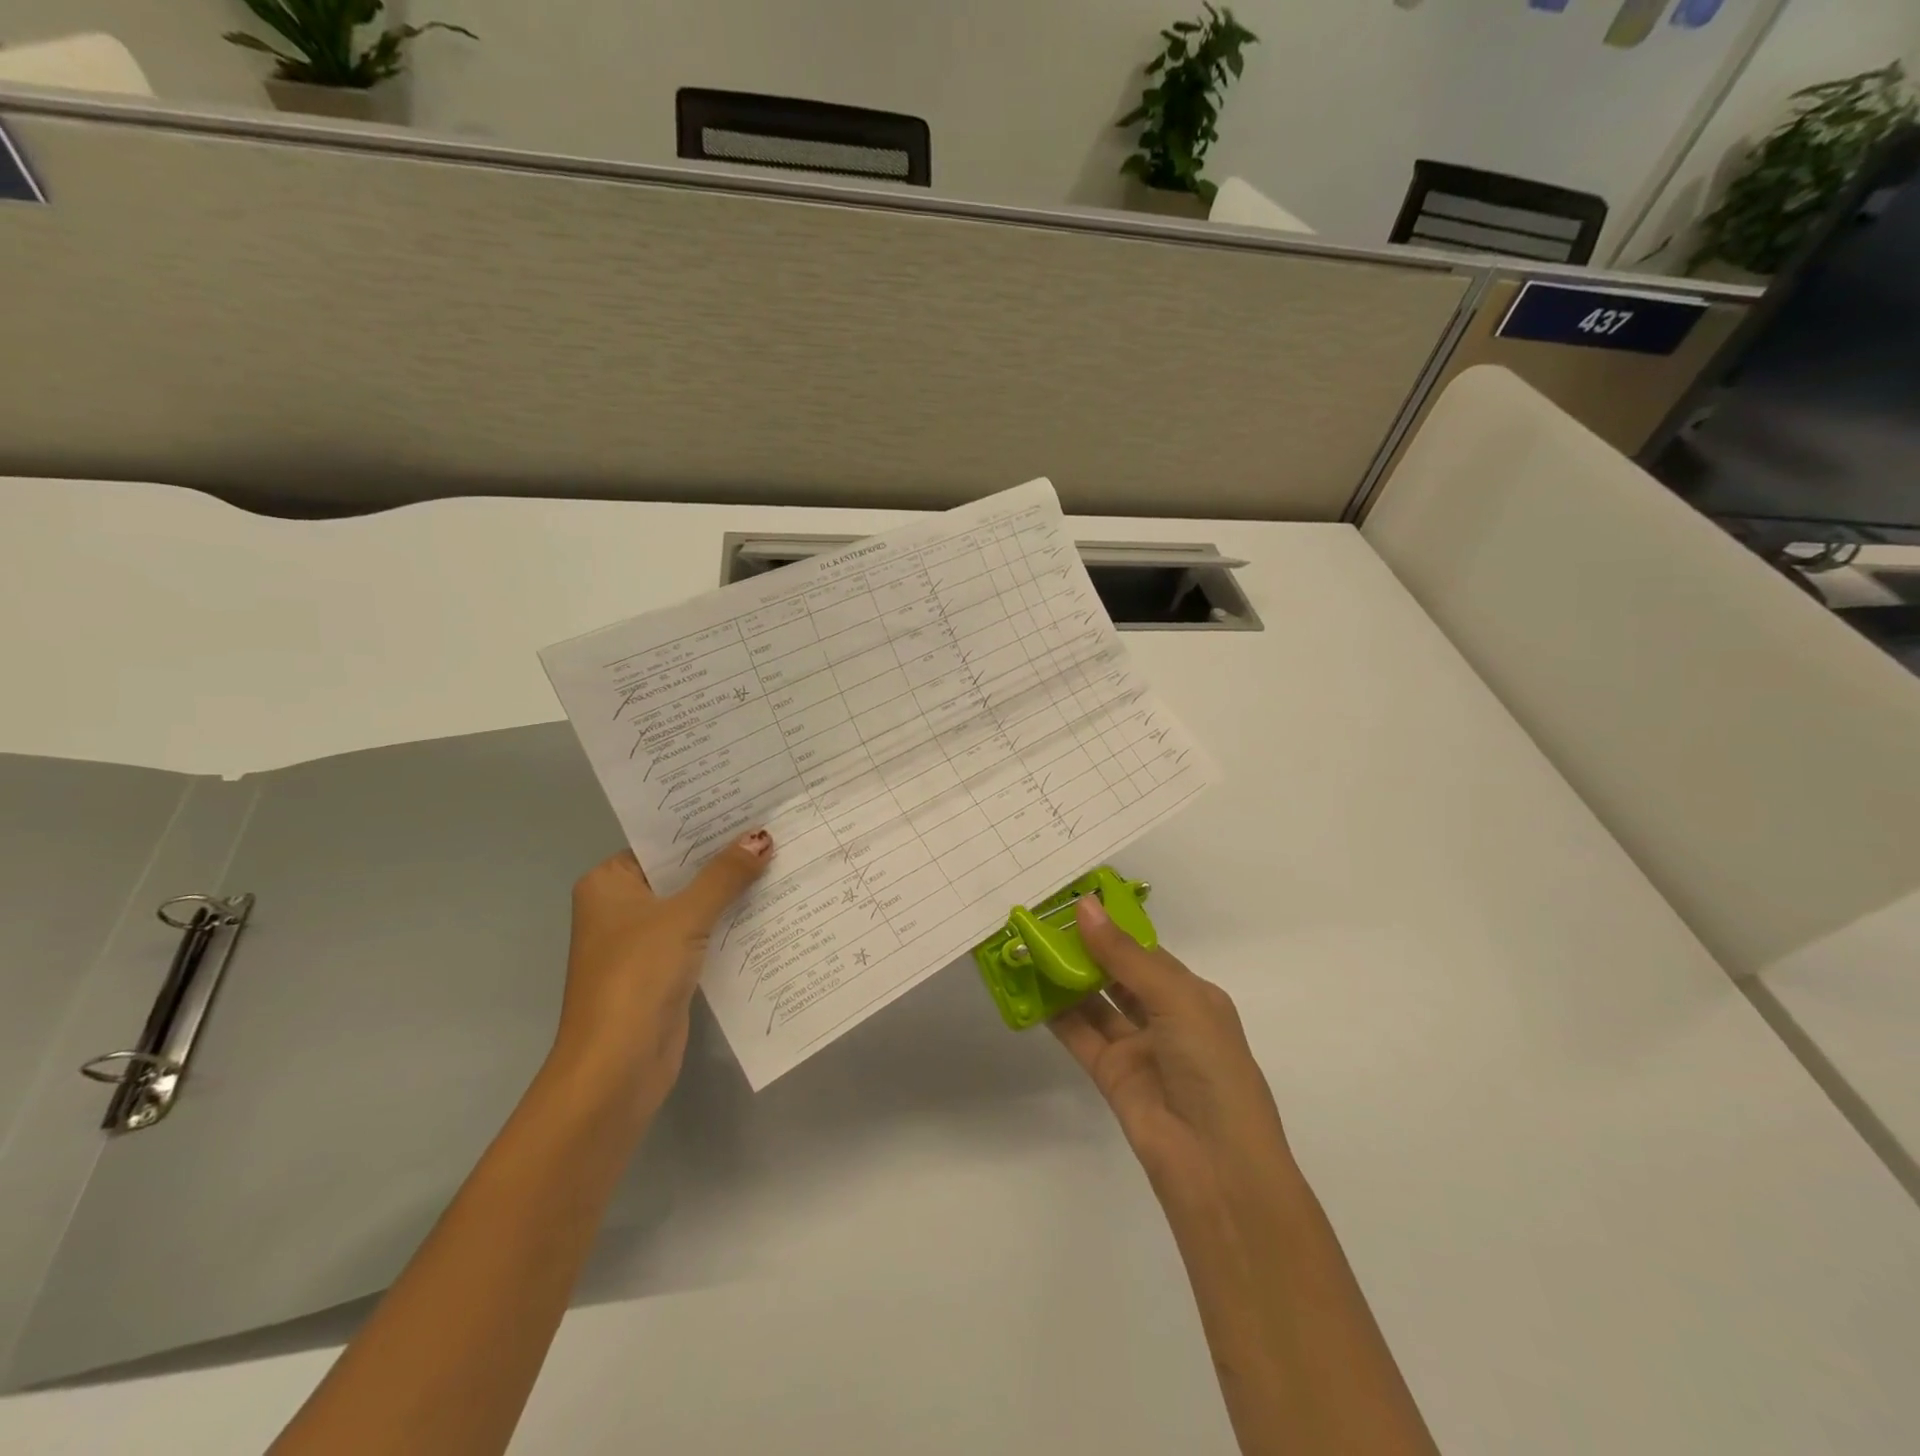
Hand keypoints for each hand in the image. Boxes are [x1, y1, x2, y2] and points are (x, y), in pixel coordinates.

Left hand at [551, 831, 772, 1113]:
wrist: (617, 1066)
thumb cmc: (637, 976)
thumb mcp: (684, 917)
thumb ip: (724, 876)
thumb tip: (762, 837)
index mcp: (609, 883)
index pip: (662, 841)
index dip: (704, 825)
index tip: (748, 804)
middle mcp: (622, 906)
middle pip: (681, 872)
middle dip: (724, 857)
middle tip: (775, 827)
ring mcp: (643, 940)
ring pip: (695, 904)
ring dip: (731, 891)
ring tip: (782, 858)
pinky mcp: (666, 969)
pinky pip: (702, 934)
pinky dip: (729, 923)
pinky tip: (770, 906)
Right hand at [1050, 895, 1292, 1211]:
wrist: (1216, 1165)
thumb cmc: (1211, 1067)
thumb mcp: (1176, 999)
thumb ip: (1124, 956)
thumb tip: (1084, 906)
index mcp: (1192, 995)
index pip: (1145, 951)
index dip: (1111, 927)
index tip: (1071, 901)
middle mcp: (1165, 1017)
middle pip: (1117, 974)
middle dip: (1084, 950)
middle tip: (1041, 921)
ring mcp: (1138, 1048)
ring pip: (1095, 1003)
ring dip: (1066, 978)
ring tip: (1028, 947)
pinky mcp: (1112, 1075)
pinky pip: (1080, 1035)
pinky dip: (1056, 1014)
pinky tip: (1030, 989)